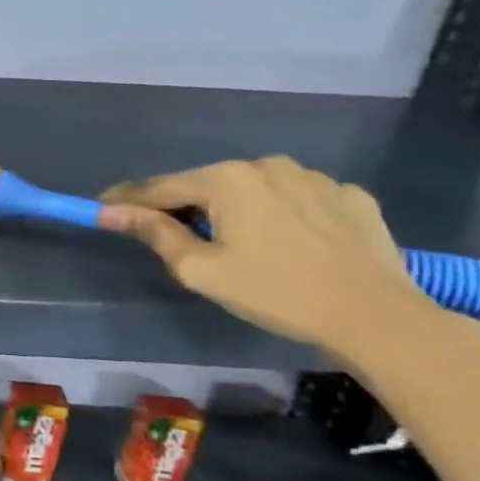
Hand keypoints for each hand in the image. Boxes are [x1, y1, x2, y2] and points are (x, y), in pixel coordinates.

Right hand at [97, 156, 433, 352]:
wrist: (377, 316)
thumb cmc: (275, 292)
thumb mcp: (201, 269)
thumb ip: (154, 233)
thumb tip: (110, 211)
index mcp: (225, 179)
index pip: (160, 186)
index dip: (128, 199)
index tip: (102, 207)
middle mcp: (266, 165)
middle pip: (208, 184)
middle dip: (186, 207)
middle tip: (174, 237)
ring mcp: (314, 177)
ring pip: (254, 189)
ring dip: (236, 209)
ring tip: (238, 243)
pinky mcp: (350, 196)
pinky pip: (298, 199)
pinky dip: (282, 214)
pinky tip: (290, 243)